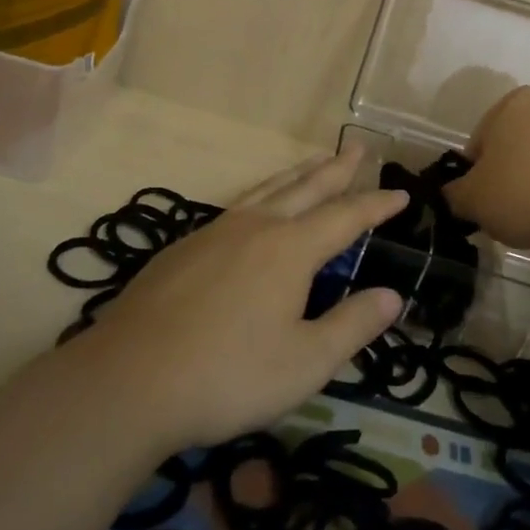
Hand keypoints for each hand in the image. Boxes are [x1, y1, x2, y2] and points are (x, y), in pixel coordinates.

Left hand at [85, 151, 408, 449]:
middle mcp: (255, 227)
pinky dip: (261, 194)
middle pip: (305, 188)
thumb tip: (392, 295)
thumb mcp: (305, 363)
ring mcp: (214, 232)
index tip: (400, 193)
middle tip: (356, 149)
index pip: (345, 217)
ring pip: (266, 190)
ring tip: (313, 162)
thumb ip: (352, 325)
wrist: (129, 380)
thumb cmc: (228, 375)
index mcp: (290, 249)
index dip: (376, 205)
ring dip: (297, 175)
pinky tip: (255, 208)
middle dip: (336, 170)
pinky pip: (236, 206)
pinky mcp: (183, 247)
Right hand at [443, 86, 529, 251]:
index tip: (484, 198)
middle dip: (517, 167)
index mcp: (514, 103)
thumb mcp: (473, 201)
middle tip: (514, 206)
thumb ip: (455, 193)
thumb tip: (453, 193)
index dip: (478, 170)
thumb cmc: (526, 195)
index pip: (483, 137)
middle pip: (523, 139)